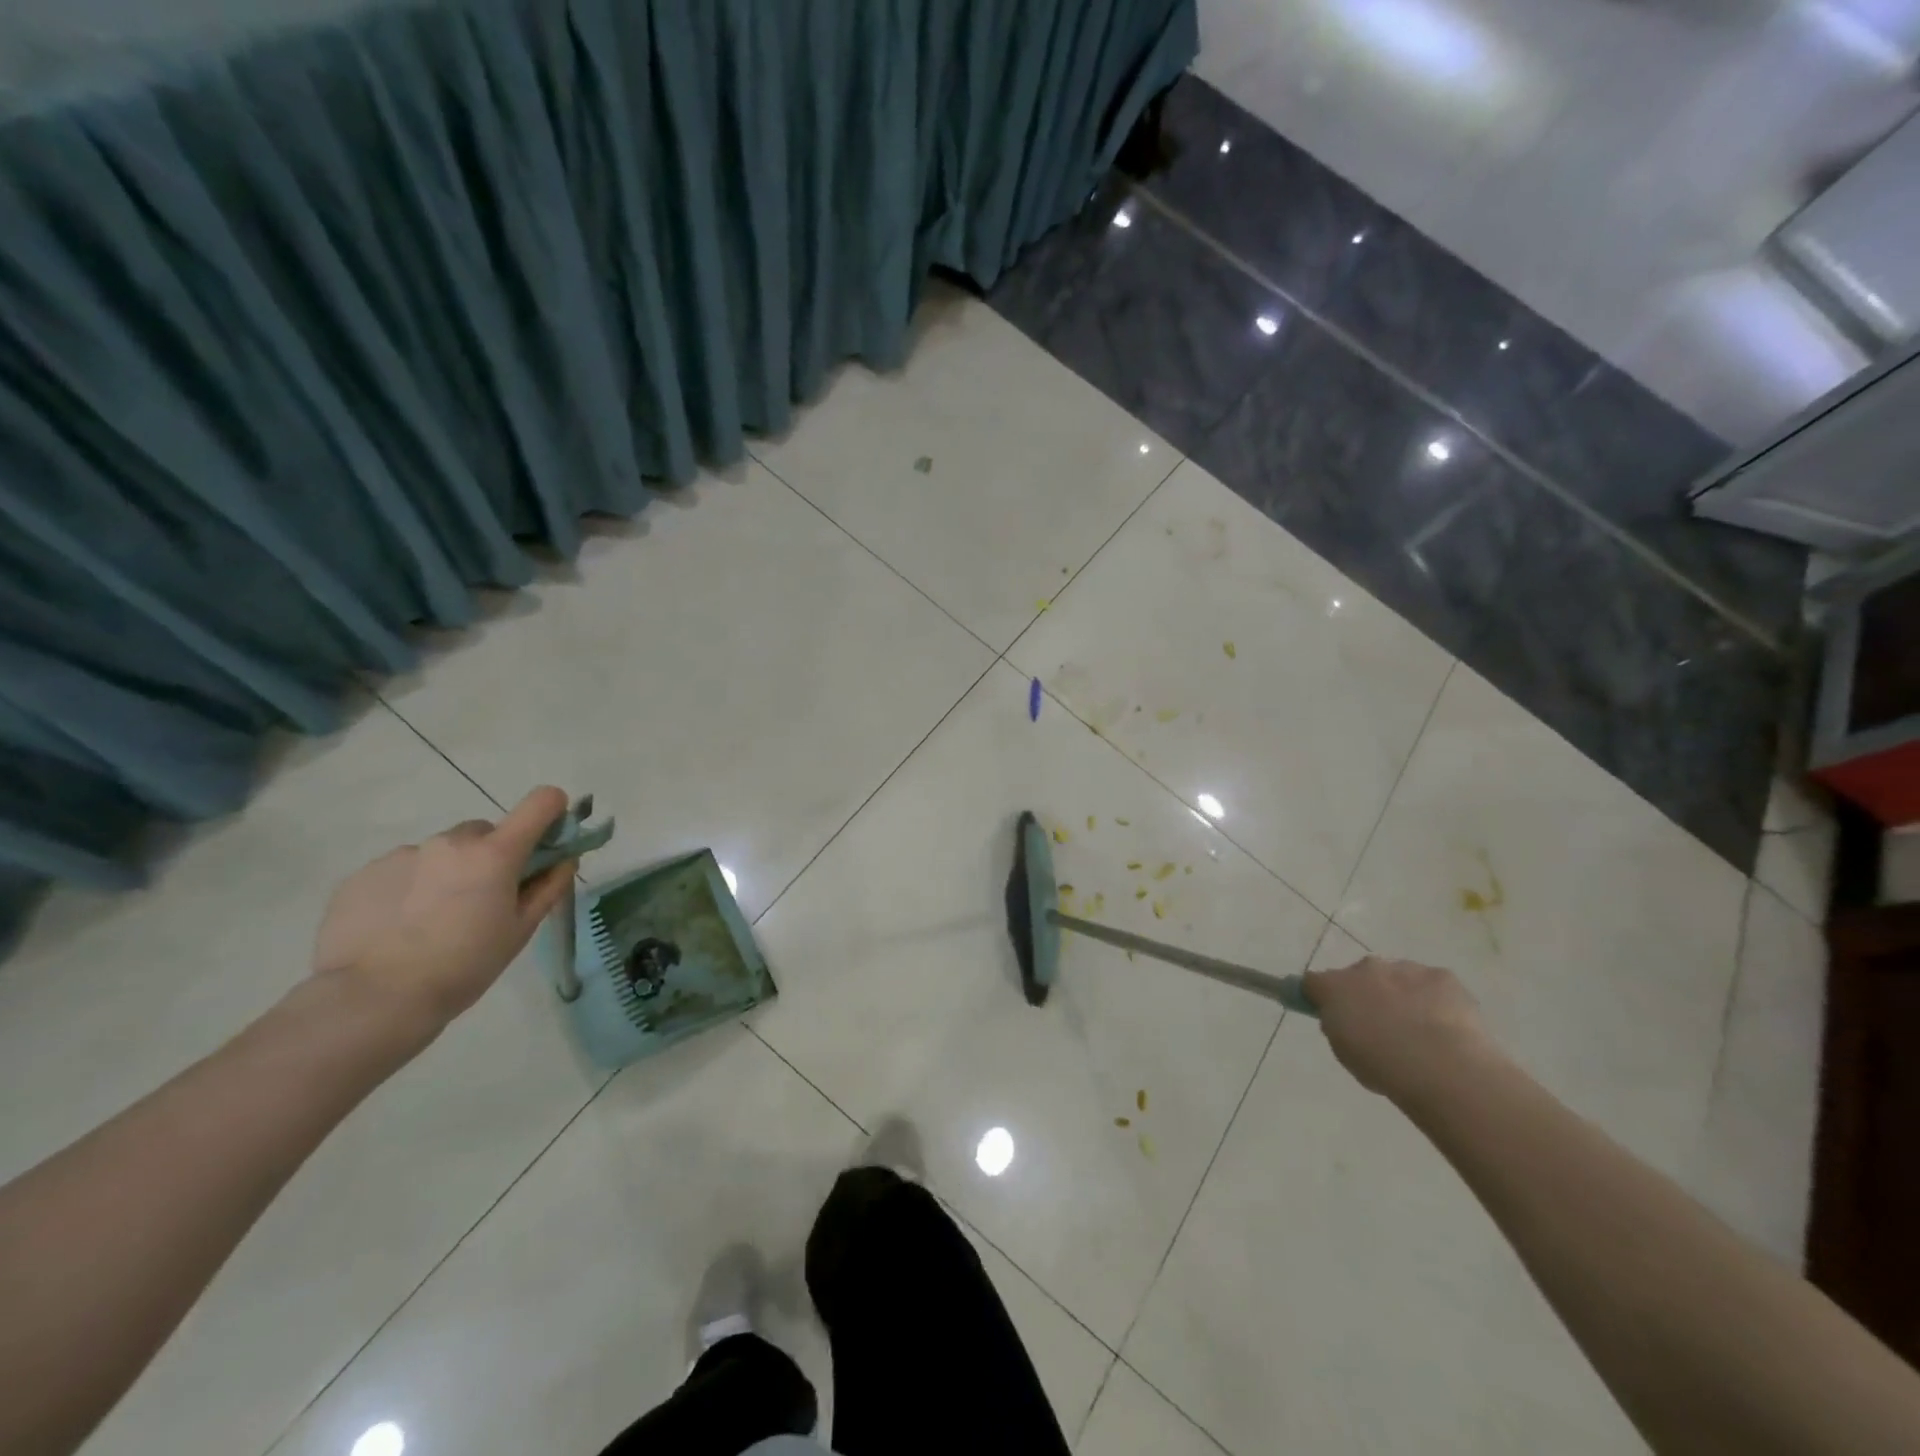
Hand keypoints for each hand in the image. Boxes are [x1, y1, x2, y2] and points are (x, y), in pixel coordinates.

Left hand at [310, 787, 577, 1036]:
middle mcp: (450, 841)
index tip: (548, 840)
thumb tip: (564, 859)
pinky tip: (399, 927)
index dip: (552, 813)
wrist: (372, 999)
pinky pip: (402, 870)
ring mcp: (402, 854)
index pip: (541, 802)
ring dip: (447, 873)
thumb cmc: (464, 966)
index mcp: (495, 853)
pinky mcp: (363, 873)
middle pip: (485, 832)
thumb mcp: (520, 931)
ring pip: (441, 853)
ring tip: (432, 921)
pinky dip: (409, 888)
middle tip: (482, 900)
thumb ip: (548, 887)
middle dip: (491, 856)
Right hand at [1301, 956, 1494, 1104]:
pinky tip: (1447, 1027)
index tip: (1332, 1015)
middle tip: (1381, 1026)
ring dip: (1402, 995)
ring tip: (1421, 1032)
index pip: (1314, 982)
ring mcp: (1405, 969)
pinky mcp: (1442, 976)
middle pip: (1359, 976)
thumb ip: (1339, 1027)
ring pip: (1398, 977)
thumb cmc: (1383, 1066)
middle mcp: (1365, 968)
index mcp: (1334, 987)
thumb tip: (1344, 1019)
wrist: (1442, 1069)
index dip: (1321, 997)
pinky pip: (1433, 985)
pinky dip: (1436, 1000)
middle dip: (1367, 994)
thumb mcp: (1344, 1053)